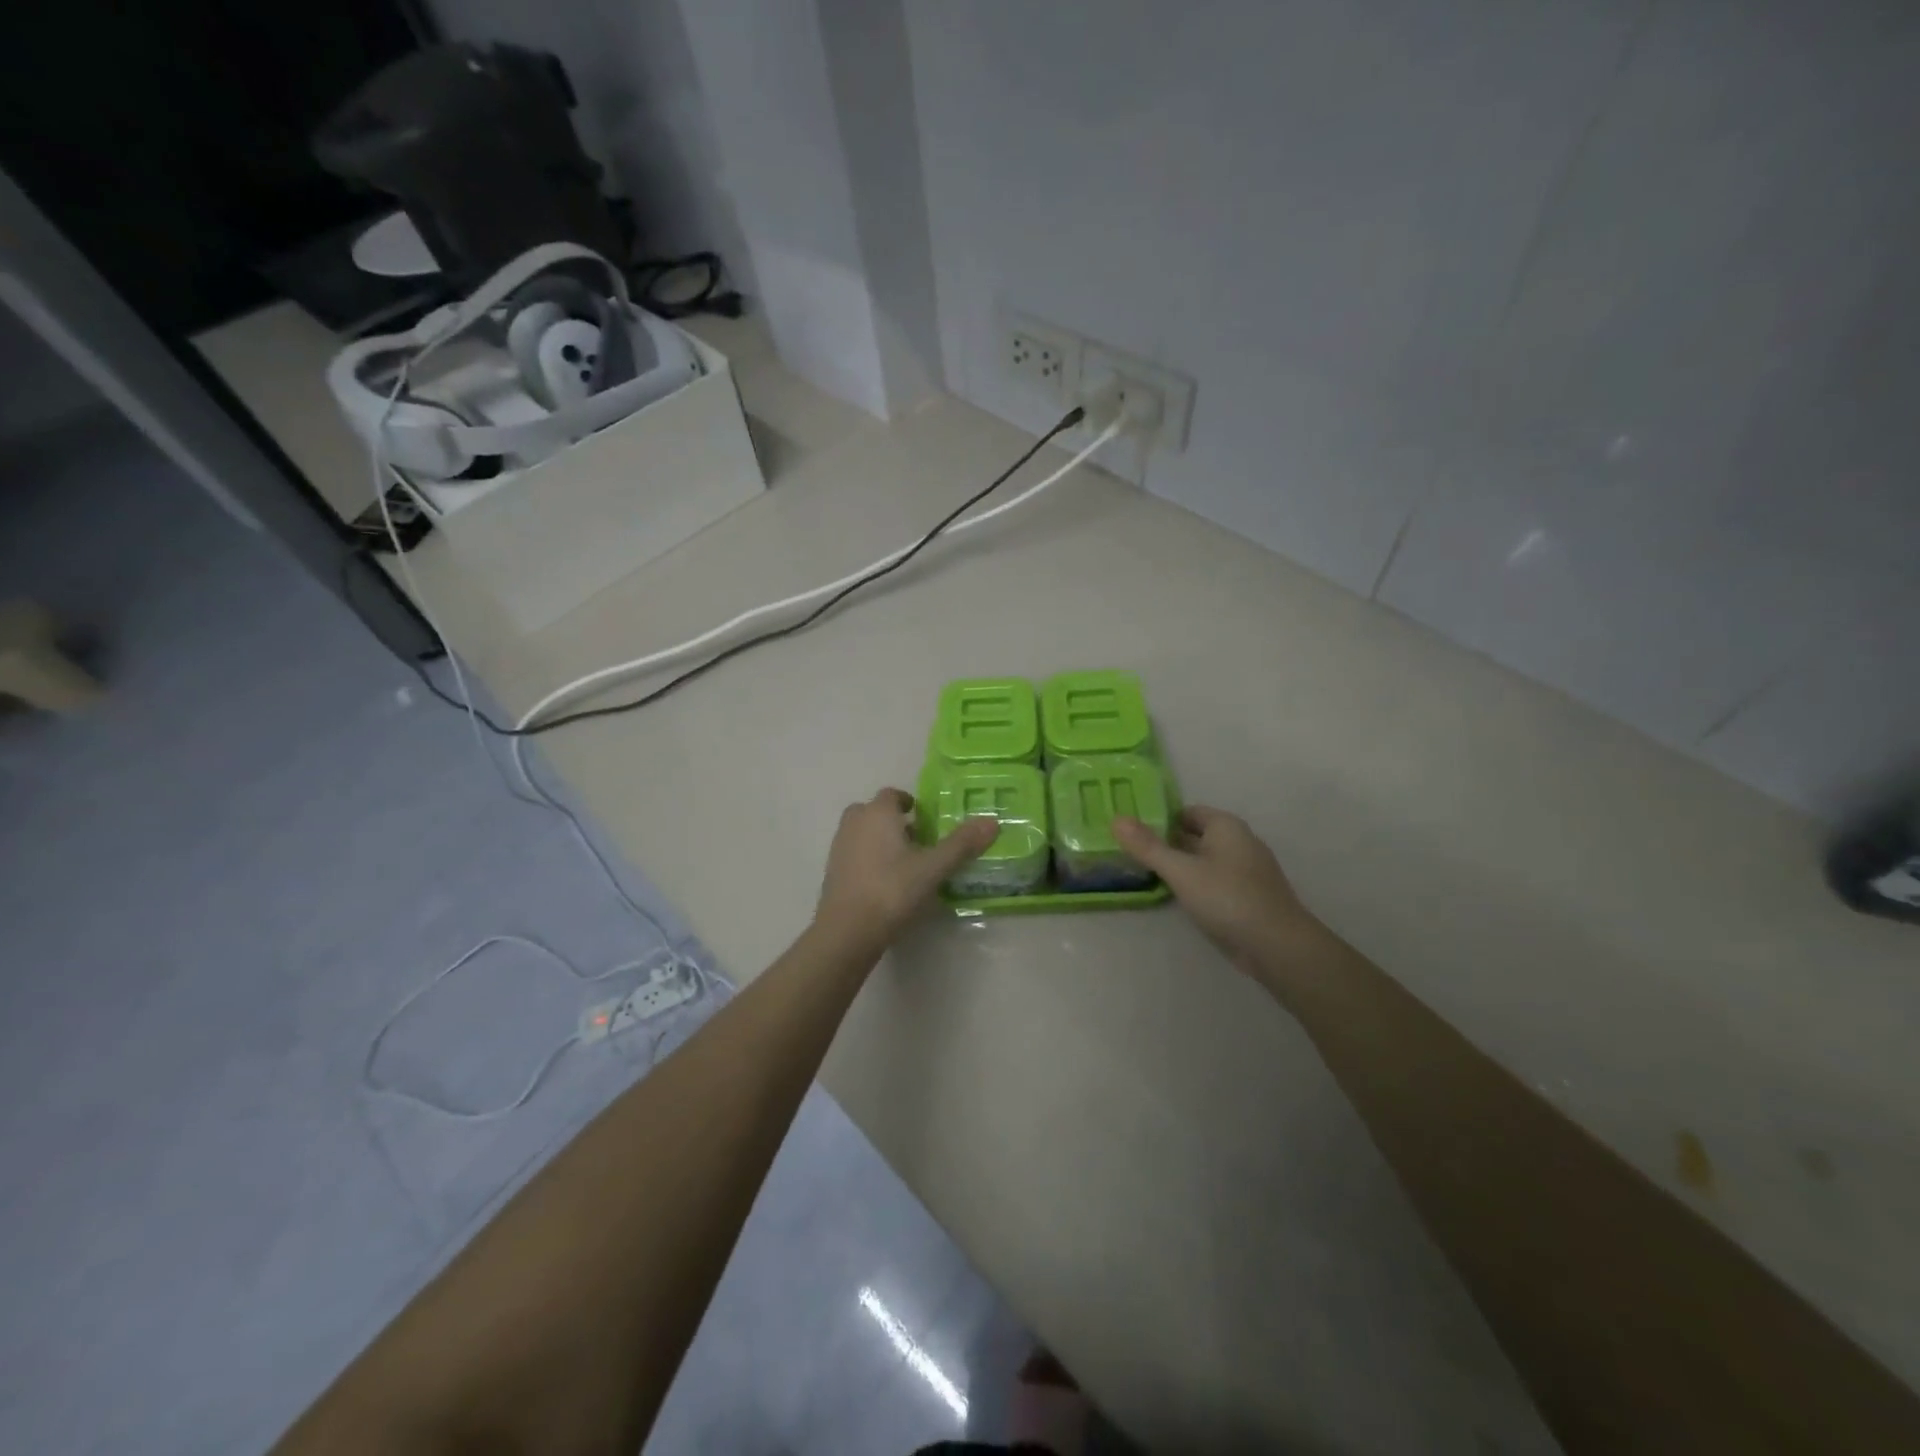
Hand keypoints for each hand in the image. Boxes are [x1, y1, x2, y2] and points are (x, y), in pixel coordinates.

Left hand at [816, 788, 998, 948]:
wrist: (847, 931)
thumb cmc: (892, 890)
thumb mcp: (933, 868)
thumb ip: (962, 844)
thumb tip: (992, 821)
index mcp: (878, 814)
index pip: (892, 795)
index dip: (909, 803)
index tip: (926, 819)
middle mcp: (854, 823)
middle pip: (873, 811)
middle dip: (893, 820)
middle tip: (916, 839)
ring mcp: (839, 848)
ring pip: (861, 832)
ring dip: (880, 839)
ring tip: (904, 862)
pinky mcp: (832, 872)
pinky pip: (854, 854)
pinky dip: (868, 859)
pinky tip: (885, 882)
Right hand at [1113, 806, 1326, 971]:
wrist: (1277, 946)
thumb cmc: (1227, 898)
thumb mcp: (1181, 871)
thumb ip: (1148, 847)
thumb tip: (1116, 818)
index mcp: (1226, 826)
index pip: (1187, 812)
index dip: (1159, 818)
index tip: (1132, 831)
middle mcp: (1239, 841)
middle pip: (1195, 835)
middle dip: (1166, 842)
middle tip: (1131, 852)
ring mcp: (1246, 870)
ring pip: (1204, 860)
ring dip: (1180, 865)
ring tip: (1146, 874)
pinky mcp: (1248, 896)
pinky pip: (1214, 881)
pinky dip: (1195, 884)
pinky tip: (1177, 897)